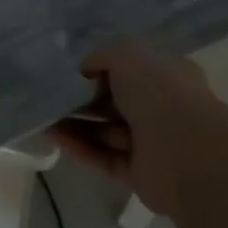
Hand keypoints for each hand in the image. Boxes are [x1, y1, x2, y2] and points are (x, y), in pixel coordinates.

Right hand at [47, 39, 227, 218]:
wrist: (186, 151)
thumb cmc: (159, 92)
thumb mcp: (125, 53)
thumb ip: (102, 55)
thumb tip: (85, 70)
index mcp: (167, 76)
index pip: (131, 69)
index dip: (100, 68)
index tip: (70, 70)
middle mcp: (162, 107)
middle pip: (115, 101)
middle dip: (82, 98)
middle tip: (49, 95)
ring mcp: (151, 142)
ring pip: (105, 130)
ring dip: (74, 123)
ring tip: (41, 116)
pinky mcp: (139, 173)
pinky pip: (103, 156)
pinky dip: (78, 146)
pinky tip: (52, 135)